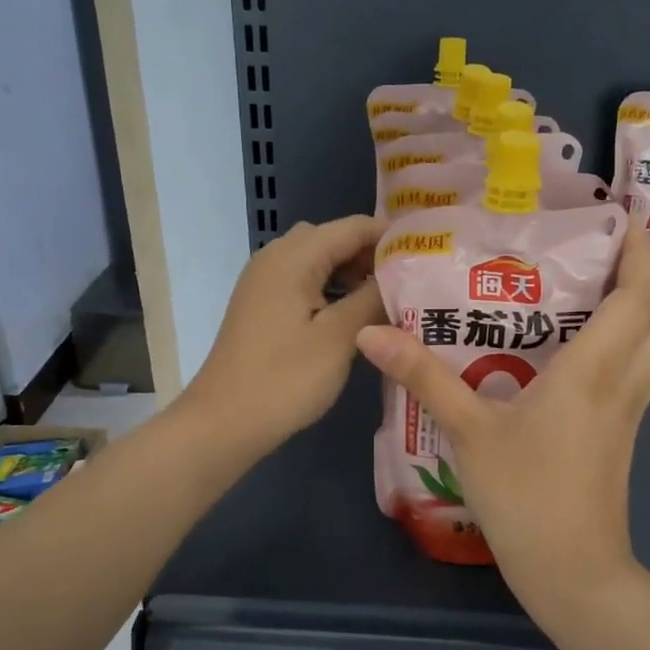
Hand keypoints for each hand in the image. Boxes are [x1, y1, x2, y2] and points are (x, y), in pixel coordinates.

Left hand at [180, 215, 386, 458]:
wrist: (223, 423)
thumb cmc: (285, 379)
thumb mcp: (339, 338)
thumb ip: (372, 299)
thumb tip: (397, 277)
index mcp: (293, 257)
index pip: (353, 226)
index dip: (391, 237)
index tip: (426, 257)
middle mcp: (274, 258)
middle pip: (332, 238)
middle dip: (370, 254)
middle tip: (406, 283)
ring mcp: (263, 282)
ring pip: (316, 260)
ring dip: (350, 272)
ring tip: (385, 300)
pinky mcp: (260, 306)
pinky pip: (302, 281)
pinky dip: (330, 288)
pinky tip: (351, 316)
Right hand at [354, 220, 649, 607]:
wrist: (573, 571)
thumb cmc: (525, 496)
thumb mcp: (468, 432)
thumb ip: (423, 377)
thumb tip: (372, 334)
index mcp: (596, 369)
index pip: (639, 293)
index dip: (639, 248)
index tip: (620, 214)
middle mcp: (627, 380)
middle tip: (607, 246)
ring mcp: (633, 408)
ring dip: (646, 303)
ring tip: (597, 280)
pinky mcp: (626, 430)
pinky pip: (644, 367)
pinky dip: (632, 338)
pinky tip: (585, 341)